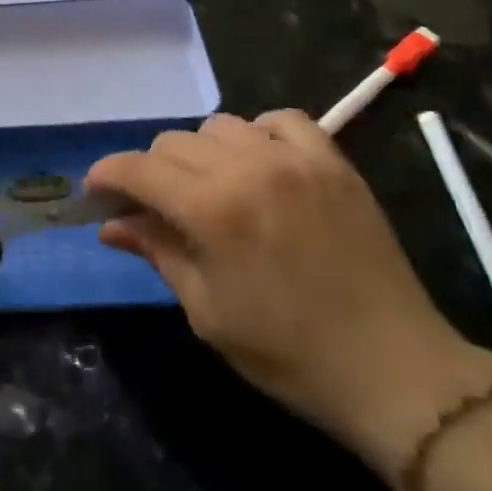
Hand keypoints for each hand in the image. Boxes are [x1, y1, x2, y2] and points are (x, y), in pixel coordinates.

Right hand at [87, 111, 491, 470]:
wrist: (395, 370)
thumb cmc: (289, 354)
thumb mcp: (207, 311)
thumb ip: (158, 252)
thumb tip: (111, 225)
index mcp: (211, 210)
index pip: (138, 169)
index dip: (107, 176)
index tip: (96, 193)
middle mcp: (247, 169)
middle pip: (173, 142)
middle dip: (151, 171)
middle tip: (154, 206)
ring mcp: (294, 159)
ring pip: (220, 125)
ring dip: (201, 153)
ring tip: (211, 187)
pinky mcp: (333, 162)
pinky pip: (281, 120)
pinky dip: (259, 134)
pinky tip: (260, 164)